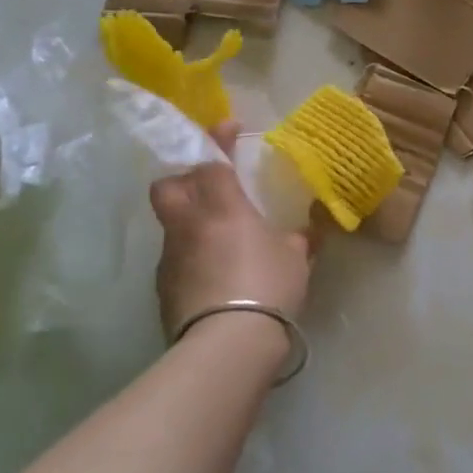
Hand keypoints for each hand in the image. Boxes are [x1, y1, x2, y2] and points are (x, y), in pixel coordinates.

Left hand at [151, 123, 314, 339]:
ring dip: (188, 222)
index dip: (217, 140)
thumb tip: (309, 232)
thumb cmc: (267, 286)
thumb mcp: (295, 259)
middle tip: (206, 185)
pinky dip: (190, 257)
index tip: (229, 126)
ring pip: (170, 225)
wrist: (227, 345)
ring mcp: (170, 258)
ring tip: (216, 238)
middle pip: (167, 186)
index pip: (211, 160)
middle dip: (182, 178)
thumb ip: (298, 240)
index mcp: (222, 207)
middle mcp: (188, 224)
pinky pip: (175, 260)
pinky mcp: (163, 291)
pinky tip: (212, 274)